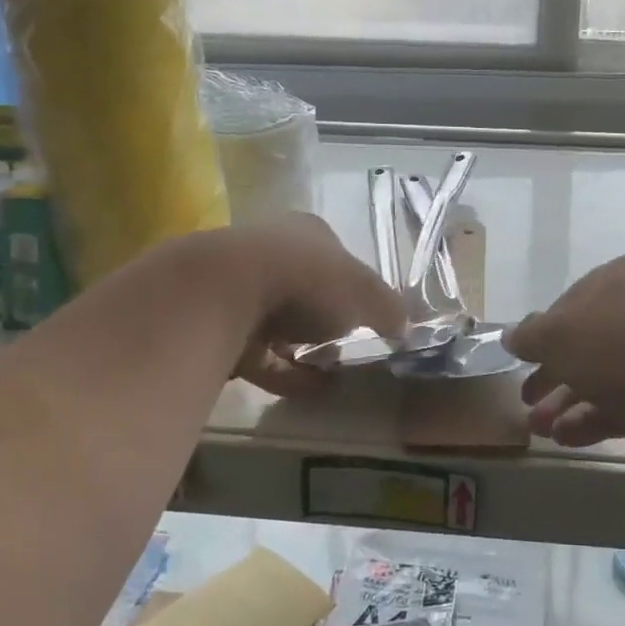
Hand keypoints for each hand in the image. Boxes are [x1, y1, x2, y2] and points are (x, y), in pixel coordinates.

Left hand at [224, 214, 405, 397]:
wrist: (226, 294)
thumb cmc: (307, 280)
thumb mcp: (364, 293)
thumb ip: (388, 309)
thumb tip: (406, 327)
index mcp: (308, 234)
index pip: (338, 260)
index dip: (356, 291)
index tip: (370, 322)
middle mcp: (272, 253)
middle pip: (308, 292)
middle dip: (328, 323)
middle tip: (350, 351)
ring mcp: (240, 289)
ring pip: (281, 325)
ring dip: (305, 351)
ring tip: (333, 377)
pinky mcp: (218, 327)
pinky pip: (259, 355)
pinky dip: (284, 373)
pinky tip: (308, 391)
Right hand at [504, 255, 624, 470]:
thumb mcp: (560, 334)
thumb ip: (531, 335)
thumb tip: (512, 335)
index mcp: (620, 280)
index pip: (571, 303)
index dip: (543, 332)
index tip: (522, 359)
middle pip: (586, 344)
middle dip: (552, 374)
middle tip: (525, 398)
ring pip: (602, 378)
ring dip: (566, 403)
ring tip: (538, 428)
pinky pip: (623, 405)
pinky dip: (592, 420)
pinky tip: (565, 438)